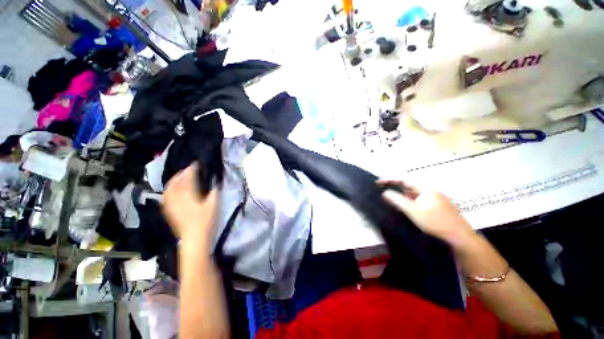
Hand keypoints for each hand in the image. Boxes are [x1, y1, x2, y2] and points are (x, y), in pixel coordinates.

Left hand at [163, 163, 217, 245]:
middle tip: (188, 169)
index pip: (188, 179)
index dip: (191, 170)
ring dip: (174, 180)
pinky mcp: (169, 212)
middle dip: (181, 173)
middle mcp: (176, 198)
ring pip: (168, 189)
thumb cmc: (206, 221)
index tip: (196, 164)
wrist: (194, 238)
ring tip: (180, 177)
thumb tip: (215, 182)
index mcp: (188, 196)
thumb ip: (214, 192)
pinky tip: (173, 190)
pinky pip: (166, 197)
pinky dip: (169, 190)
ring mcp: (171, 205)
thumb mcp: (214, 205)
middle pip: (175, 182)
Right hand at [378, 179, 473, 245]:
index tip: (378, 182)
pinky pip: (417, 200)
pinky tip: (403, 205)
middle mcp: (430, 190)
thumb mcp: (412, 210)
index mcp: (425, 188)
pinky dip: (408, 200)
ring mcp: (434, 199)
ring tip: (389, 196)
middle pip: (408, 185)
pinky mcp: (435, 207)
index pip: (404, 179)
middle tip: (382, 188)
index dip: (390, 180)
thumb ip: (397, 200)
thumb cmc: (434, 221)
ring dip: (401, 193)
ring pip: (413, 193)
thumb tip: (385, 192)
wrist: (459, 237)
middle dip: (394, 186)